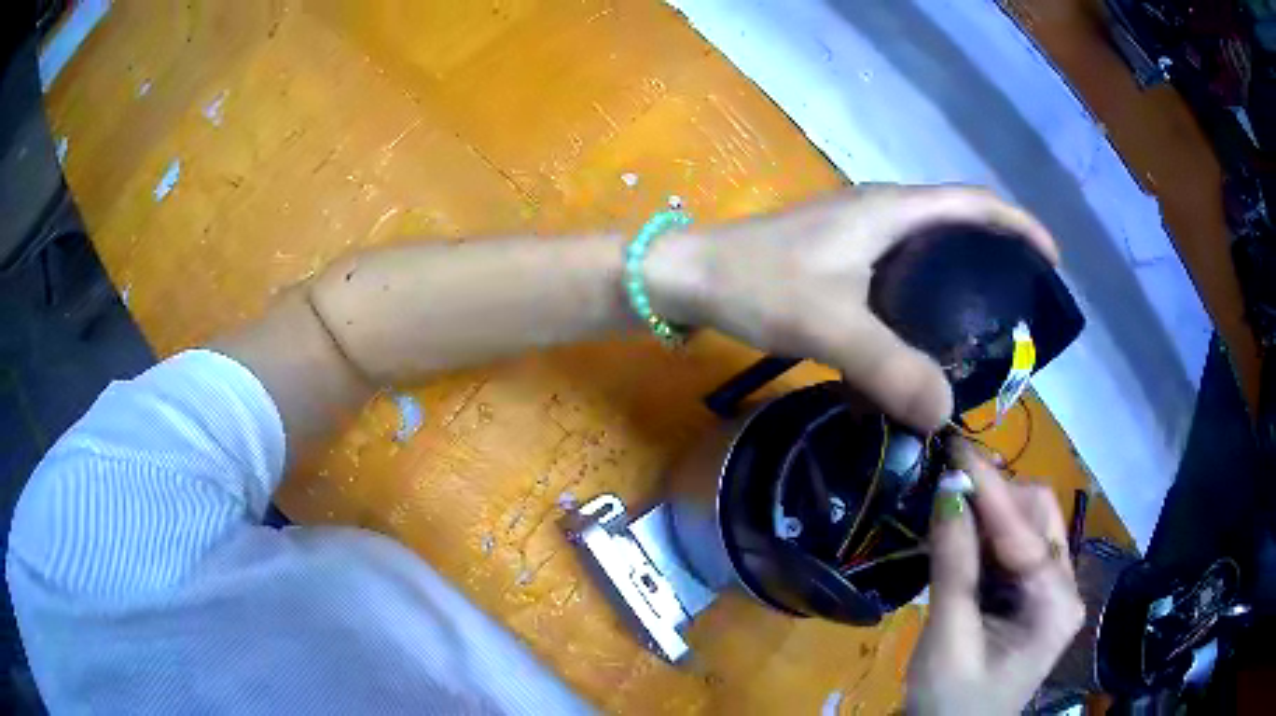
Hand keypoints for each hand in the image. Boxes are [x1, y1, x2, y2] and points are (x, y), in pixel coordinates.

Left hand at [648, 185, 1057, 431]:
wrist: (688, 275)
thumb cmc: (756, 285)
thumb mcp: (829, 326)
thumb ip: (889, 369)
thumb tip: (945, 414)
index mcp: (891, 210)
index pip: (974, 203)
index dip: (1019, 225)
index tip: (1051, 260)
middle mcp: (881, 210)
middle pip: (958, 221)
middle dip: (997, 252)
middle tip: (1020, 303)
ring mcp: (858, 229)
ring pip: (928, 244)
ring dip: (962, 271)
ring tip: (986, 320)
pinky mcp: (839, 253)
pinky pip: (901, 264)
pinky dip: (927, 289)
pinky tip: (925, 327)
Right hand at [906, 440, 1084, 715]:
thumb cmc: (950, 702)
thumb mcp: (948, 639)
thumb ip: (953, 565)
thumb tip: (948, 489)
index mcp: (1055, 605)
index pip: (1024, 532)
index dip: (989, 488)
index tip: (954, 450)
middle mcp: (1064, 588)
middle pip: (1038, 516)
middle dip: (996, 497)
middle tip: (947, 489)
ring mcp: (1051, 591)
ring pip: (1027, 526)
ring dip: (989, 514)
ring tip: (949, 511)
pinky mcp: (1032, 596)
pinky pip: (1014, 548)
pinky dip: (987, 536)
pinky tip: (960, 536)